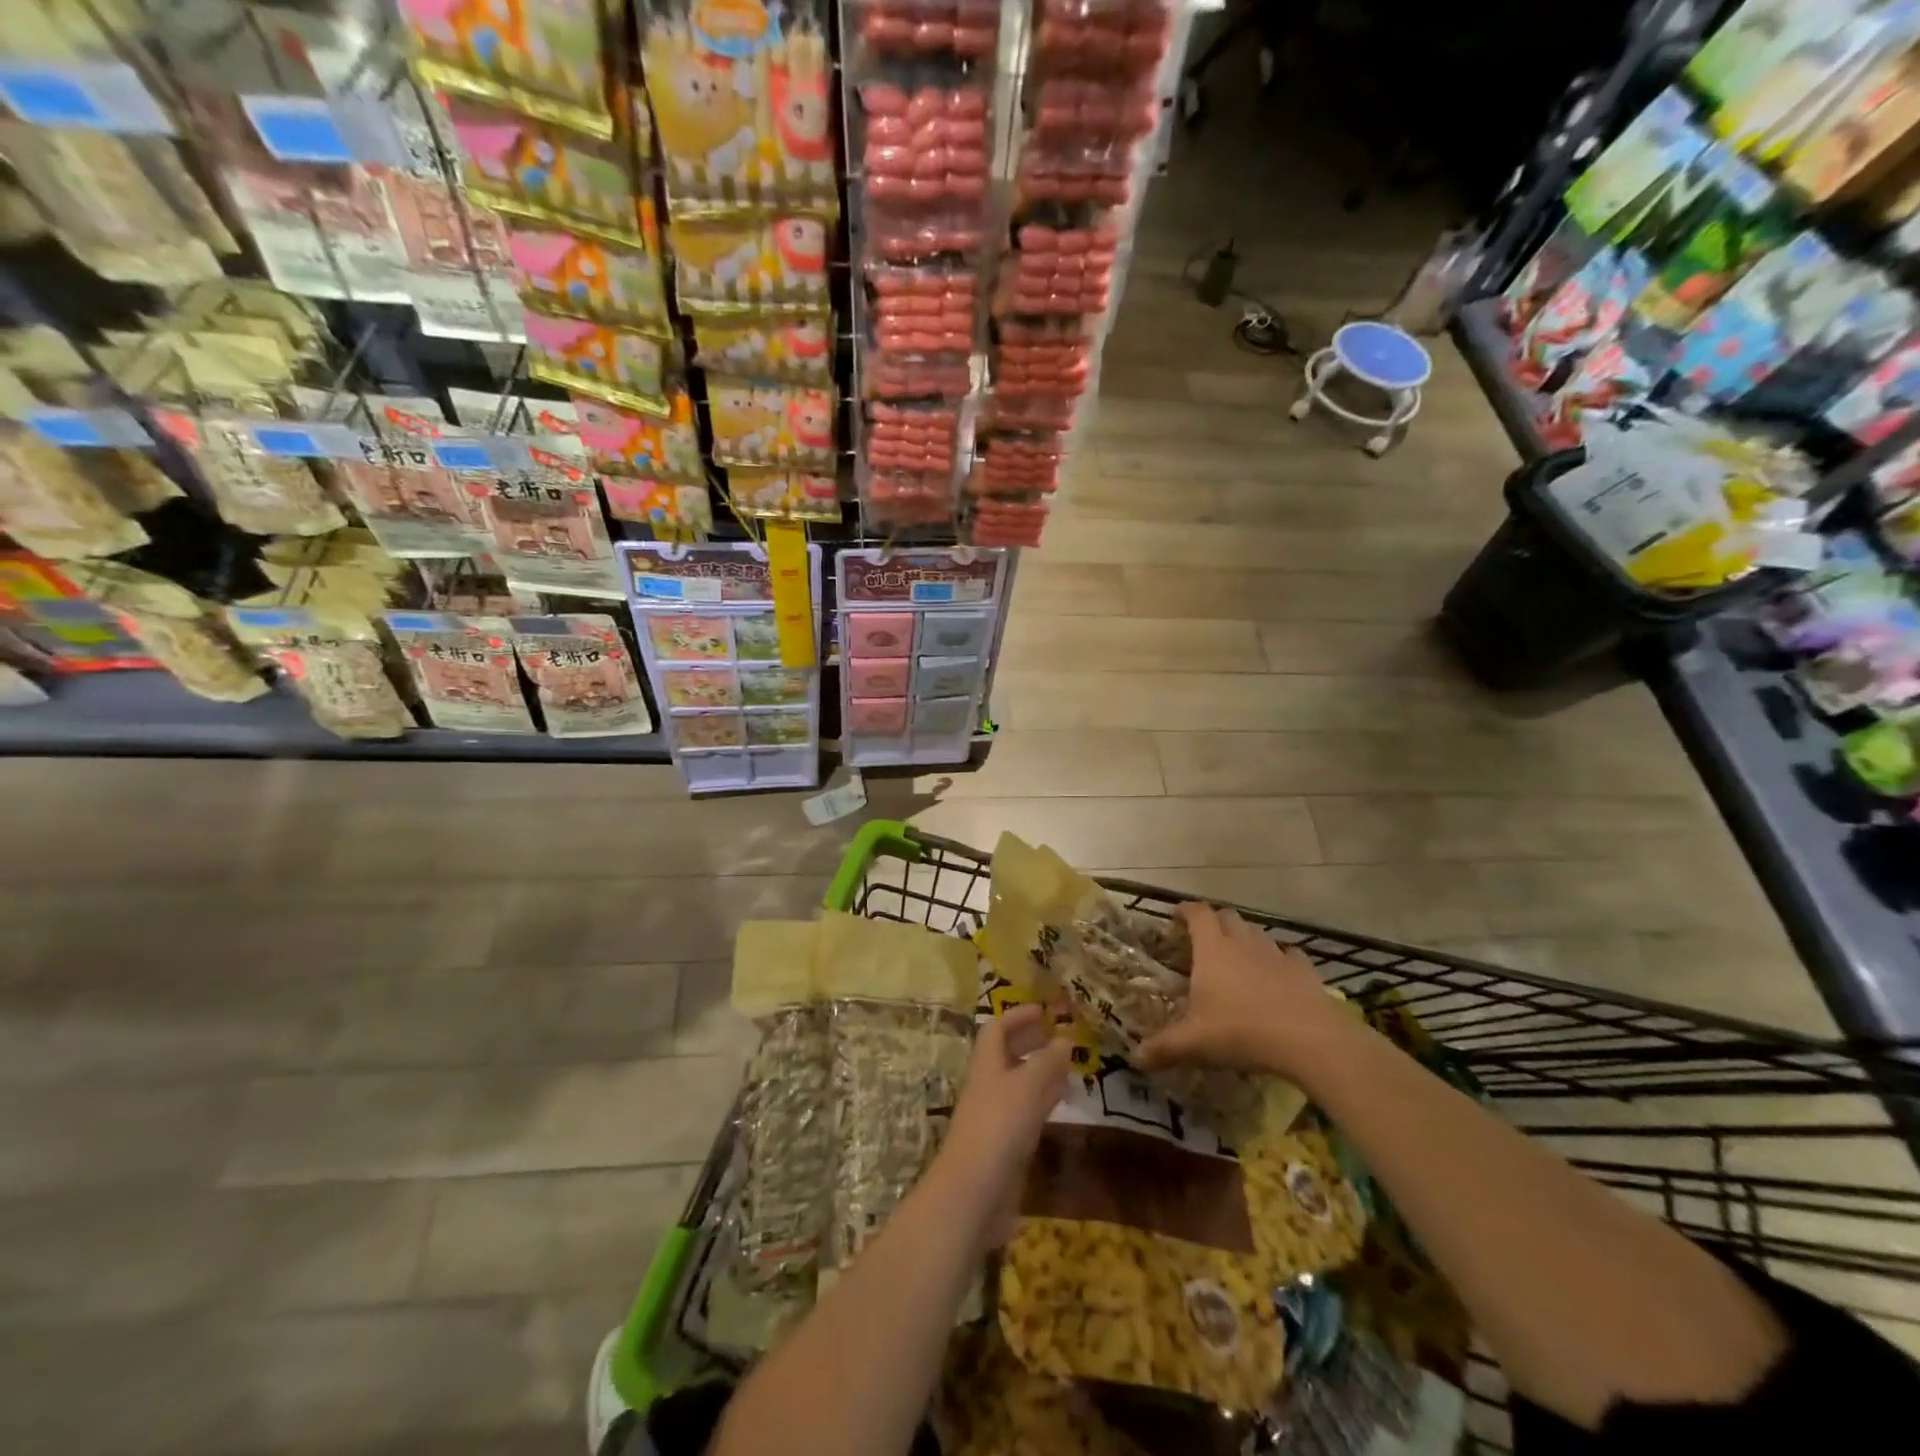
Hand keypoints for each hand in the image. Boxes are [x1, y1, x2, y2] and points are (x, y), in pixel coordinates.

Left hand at [940, 1004, 1071, 1236]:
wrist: (974, 1193)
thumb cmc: (998, 1127)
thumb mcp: (1026, 1087)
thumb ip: (1047, 1062)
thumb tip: (1065, 1038)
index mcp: (986, 1065)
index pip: (996, 1029)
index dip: (1017, 1016)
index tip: (1043, 1010)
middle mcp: (988, 1086)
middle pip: (1007, 1055)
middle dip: (1030, 1042)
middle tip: (1059, 1036)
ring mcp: (996, 1117)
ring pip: (1019, 1084)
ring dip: (1041, 1071)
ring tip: (1069, 1065)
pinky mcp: (1006, 1146)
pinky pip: (1027, 1112)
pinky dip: (1045, 1100)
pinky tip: (1063, 1101)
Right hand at [1137, 903, 1340, 1078]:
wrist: (1309, 1040)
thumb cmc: (1241, 1032)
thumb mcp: (1193, 1043)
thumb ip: (1162, 1048)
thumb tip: (1134, 1059)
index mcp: (1212, 949)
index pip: (1197, 913)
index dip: (1186, 911)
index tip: (1176, 918)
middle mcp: (1243, 943)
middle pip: (1228, 917)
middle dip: (1215, 922)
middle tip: (1204, 941)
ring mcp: (1276, 954)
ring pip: (1257, 933)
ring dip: (1245, 939)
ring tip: (1239, 959)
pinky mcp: (1305, 971)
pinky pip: (1289, 955)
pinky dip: (1280, 959)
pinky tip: (1278, 975)